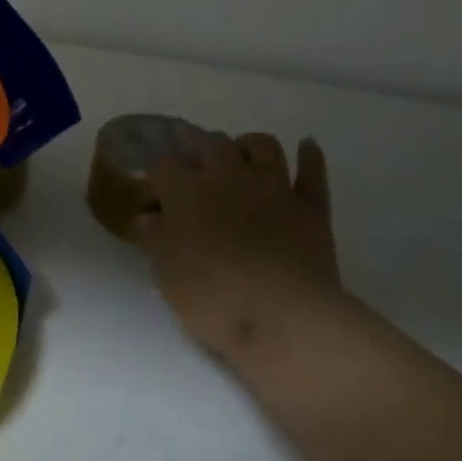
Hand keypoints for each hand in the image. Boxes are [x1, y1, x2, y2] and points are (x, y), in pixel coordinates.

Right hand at [136, 131, 341, 362]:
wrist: (284, 317)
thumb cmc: (213, 298)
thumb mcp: (167, 275)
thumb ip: (156, 239)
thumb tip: (149, 217)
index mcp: (186, 191)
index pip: (164, 165)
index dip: (158, 176)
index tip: (156, 193)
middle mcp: (228, 175)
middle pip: (211, 143)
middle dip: (198, 147)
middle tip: (194, 161)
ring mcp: (273, 187)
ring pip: (262, 145)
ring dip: (249, 145)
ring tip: (242, 155)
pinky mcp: (311, 206)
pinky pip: (313, 171)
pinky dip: (310, 156)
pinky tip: (306, 146)